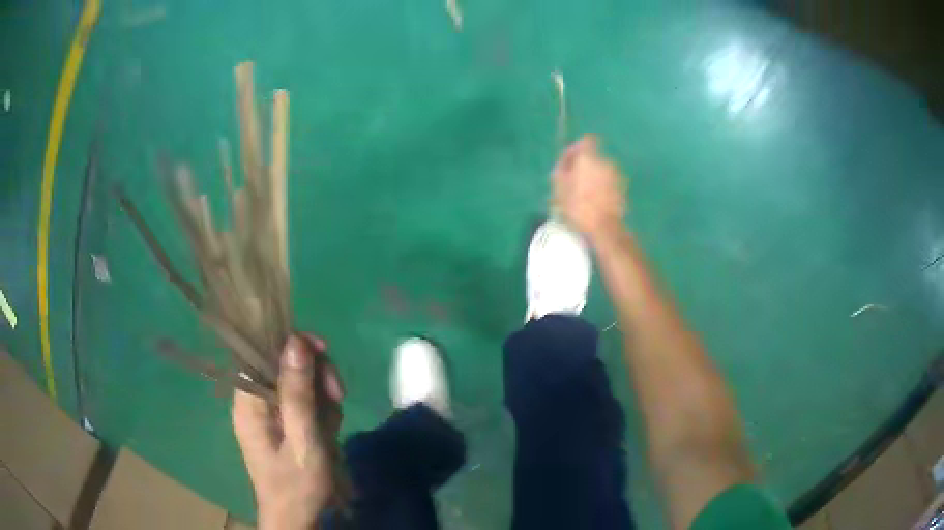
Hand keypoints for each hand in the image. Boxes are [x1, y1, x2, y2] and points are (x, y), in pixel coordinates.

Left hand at [232, 335, 343, 529]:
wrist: (297, 518)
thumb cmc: (298, 484)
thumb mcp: (303, 440)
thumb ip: (297, 393)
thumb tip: (295, 341)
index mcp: (248, 402)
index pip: (262, 351)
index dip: (292, 345)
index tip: (324, 355)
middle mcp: (253, 401)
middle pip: (283, 364)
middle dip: (314, 375)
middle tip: (337, 396)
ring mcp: (267, 413)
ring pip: (297, 382)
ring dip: (321, 397)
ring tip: (331, 425)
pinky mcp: (281, 423)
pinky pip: (302, 402)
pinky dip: (320, 412)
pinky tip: (328, 431)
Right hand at [553, 135, 626, 243]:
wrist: (605, 228)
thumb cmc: (578, 206)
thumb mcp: (559, 187)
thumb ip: (562, 168)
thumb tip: (566, 161)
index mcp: (590, 157)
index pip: (585, 140)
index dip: (576, 148)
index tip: (568, 162)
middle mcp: (605, 162)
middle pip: (592, 157)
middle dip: (582, 166)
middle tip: (571, 182)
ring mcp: (616, 176)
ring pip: (600, 171)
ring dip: (592, 178)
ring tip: (581, 196)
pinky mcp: (622, 190)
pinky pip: (608, 183)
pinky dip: (601, 188)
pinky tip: (593, 203)